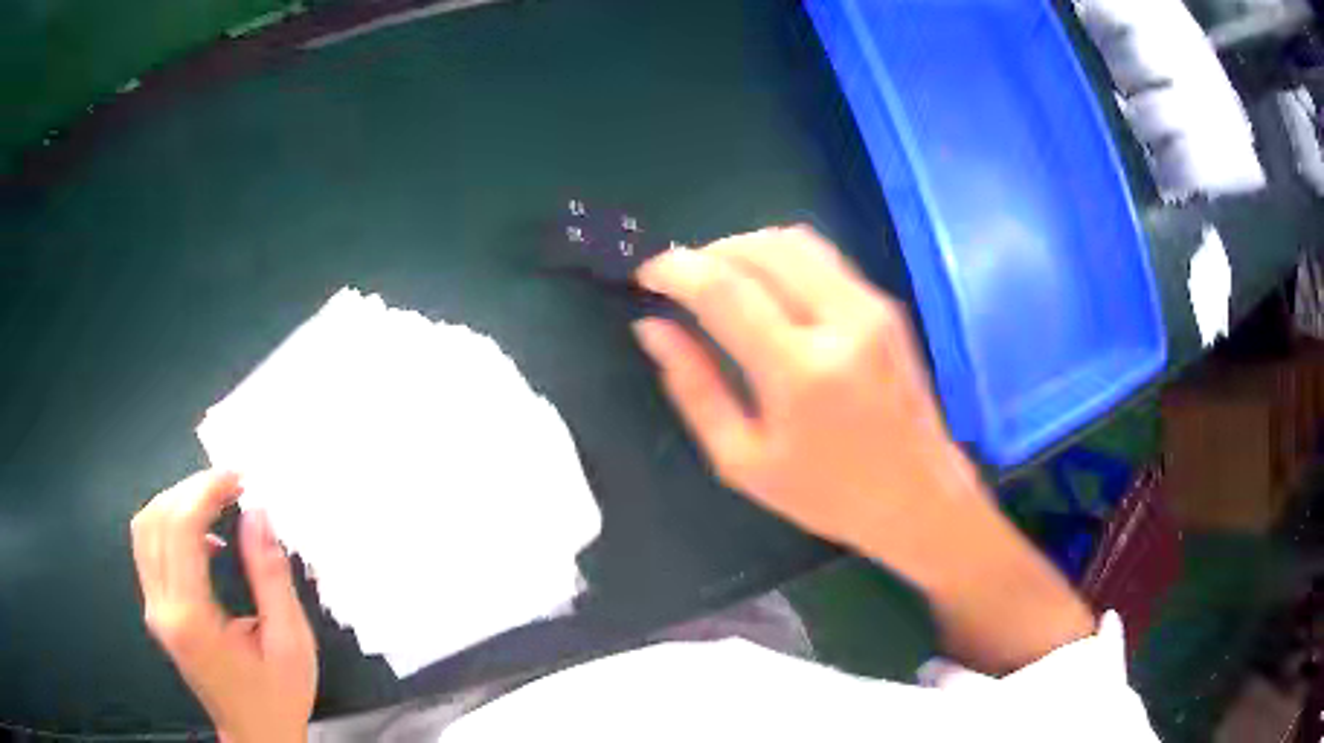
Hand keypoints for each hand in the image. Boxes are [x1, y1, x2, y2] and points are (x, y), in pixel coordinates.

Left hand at [131, 471, 316, 742]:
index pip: (179, 529)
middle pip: (155, 520)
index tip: (238, 478)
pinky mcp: (156, 611)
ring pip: (145, 528)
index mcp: (191, 619)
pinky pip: (149, 548)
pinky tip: (203, 536)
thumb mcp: (290, 642)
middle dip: (191, 489)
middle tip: (231, 484)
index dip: (205, 491)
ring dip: (177, 502)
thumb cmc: (278, 696)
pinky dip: (170, 524)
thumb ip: (270, 576)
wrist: (256, 736)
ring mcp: (154, 609)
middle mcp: (161, 608)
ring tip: (216, 501)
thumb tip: (258, 514)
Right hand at [634, 225, 964, 546]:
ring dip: (745, 248)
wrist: (918, 497)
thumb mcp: (743, 461)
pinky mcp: (885, 305)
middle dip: (709, 251)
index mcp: (800, 372)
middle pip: (760, 248)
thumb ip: (694, 388)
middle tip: (682, 281)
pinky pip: (823, 258)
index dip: (676, 269)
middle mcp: (840, 323)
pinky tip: (768, 292)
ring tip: (720, 280)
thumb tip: (651, 329)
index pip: (724, 289)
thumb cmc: (827, 494)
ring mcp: (870, 307)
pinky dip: (781, 260)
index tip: (647, 274)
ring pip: (795, 240)